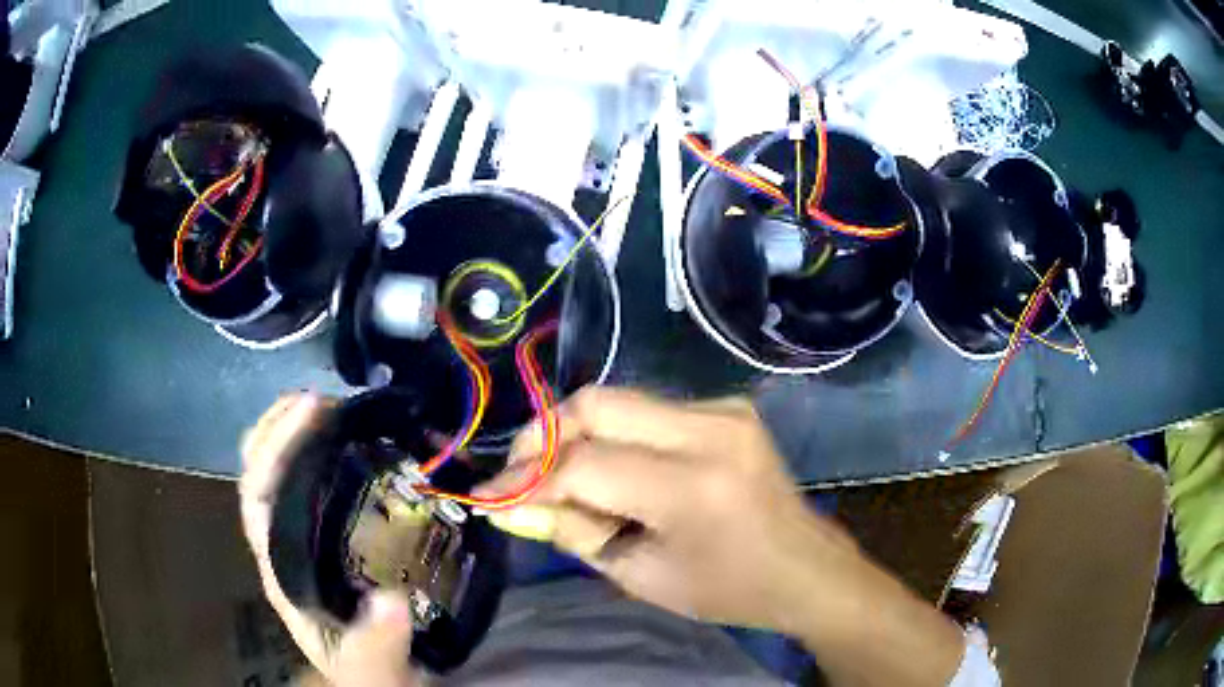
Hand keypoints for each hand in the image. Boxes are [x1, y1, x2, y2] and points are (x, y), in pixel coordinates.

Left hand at [239, 394, 420, 686]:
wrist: (376, 681)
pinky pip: (313, 487)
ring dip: (295, 434)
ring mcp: (303, 539)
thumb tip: (390, 600)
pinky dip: (321, 455)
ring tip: (335, 408)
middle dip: (279, 428)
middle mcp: (284, 547)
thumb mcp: (373, 672)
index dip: (275, 448)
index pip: (259, 498)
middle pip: (260, 474)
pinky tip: (351, 444)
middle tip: (323, 398)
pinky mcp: (327, 538)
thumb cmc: (366, 673)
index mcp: (284, 572)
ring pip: (280, 476)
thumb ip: (376, 647)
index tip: (312, 409)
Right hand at [479, 387, 964, 685]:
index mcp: (693, 487)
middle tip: (517, 472)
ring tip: (554, 474)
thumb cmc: (728, 589)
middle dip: (543, 435)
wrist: (806, 568)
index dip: (526, 479)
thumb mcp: (642, 577)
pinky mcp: (727, 407)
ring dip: (575, 433)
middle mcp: (710, 430)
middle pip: (597, 404)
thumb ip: (572, 533)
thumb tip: (508, 506)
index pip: (584, 466)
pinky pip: (648, 409)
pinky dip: (613, 433)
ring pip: (619, 399)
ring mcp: (724, 410)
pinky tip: (606, 468)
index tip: (487, 496)